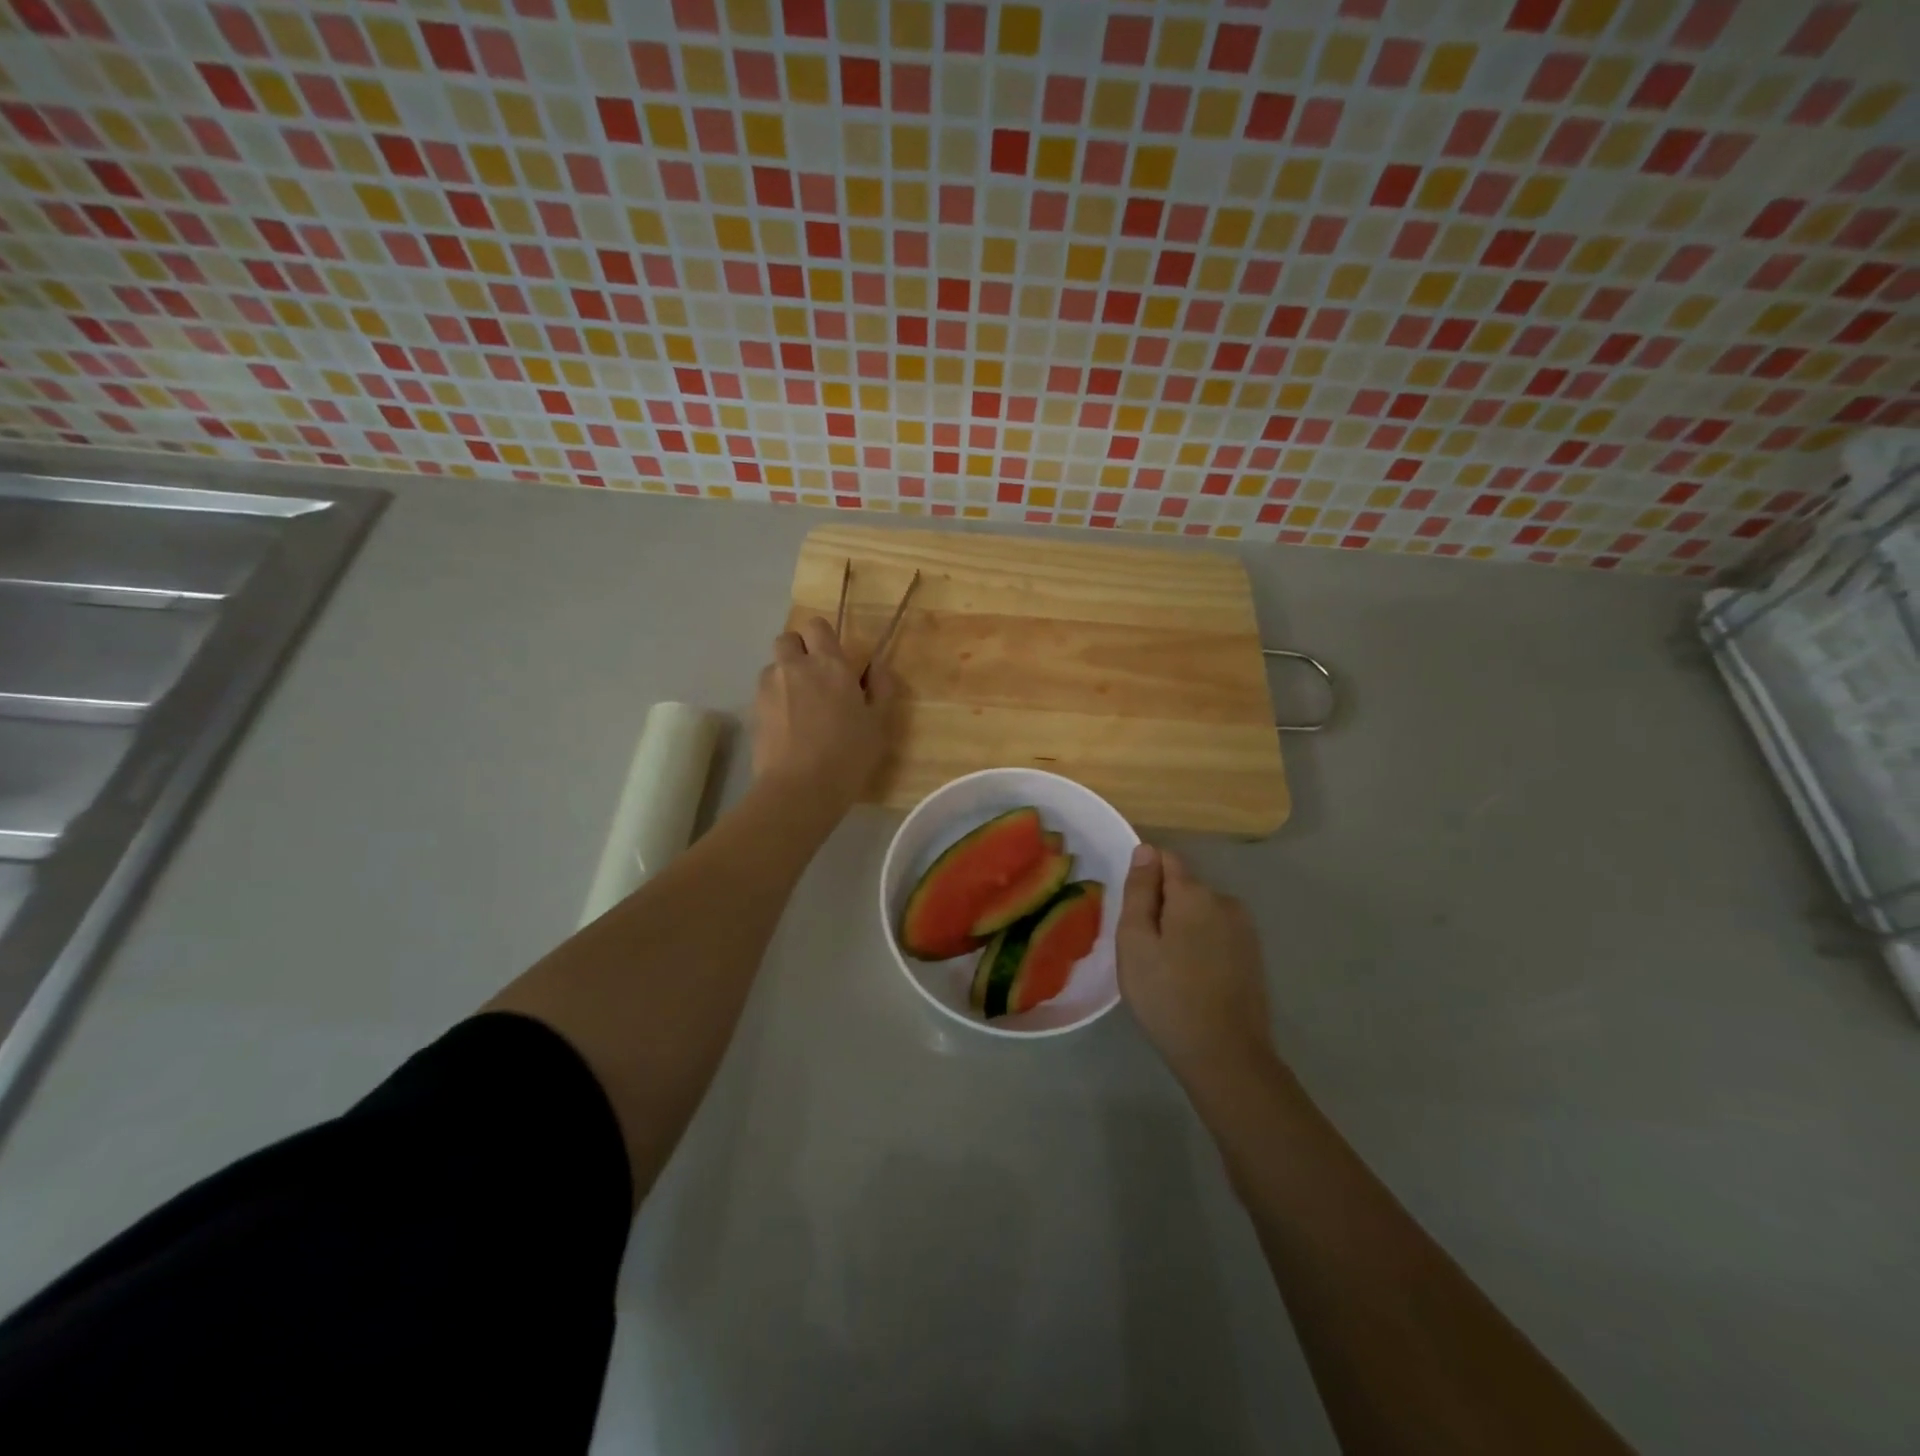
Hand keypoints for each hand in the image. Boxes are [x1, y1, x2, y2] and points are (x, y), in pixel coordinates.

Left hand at [753, 616, 893, 811]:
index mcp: (830, 664)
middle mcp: (795, 666)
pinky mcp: (753, 710)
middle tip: (814, 678)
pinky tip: (786, 726)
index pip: (817, 626)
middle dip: (798, 650)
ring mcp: (769, 687)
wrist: (800, 788)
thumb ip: (881, 688)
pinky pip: (763, 693)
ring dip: (784, 676)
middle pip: (787, 638)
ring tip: (798, 707)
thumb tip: (877, 665)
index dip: (823, 638)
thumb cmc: (848, 755)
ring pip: (773, 666)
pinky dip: (774, 701)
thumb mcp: (879, 724)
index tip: (834, 658)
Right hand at [1116, 844, 1273, 1085]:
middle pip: (1183, 887)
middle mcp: (1225, 901)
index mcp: (1194, 893)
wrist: (1225, 1056)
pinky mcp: (1253, 956)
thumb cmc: (1167, 995)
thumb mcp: (1135, 941)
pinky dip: (1200, 946)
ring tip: (1166, 968)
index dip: (1144, 879)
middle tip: (1144, 949)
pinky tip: (1191, 979)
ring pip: (1200, 912)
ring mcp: (1244, 930)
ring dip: (1182, 928)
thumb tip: (1146, 850)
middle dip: (1162, 906)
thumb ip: (1139, 891)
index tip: (1132, 914)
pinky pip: (1216, 935)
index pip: (1165, 859)